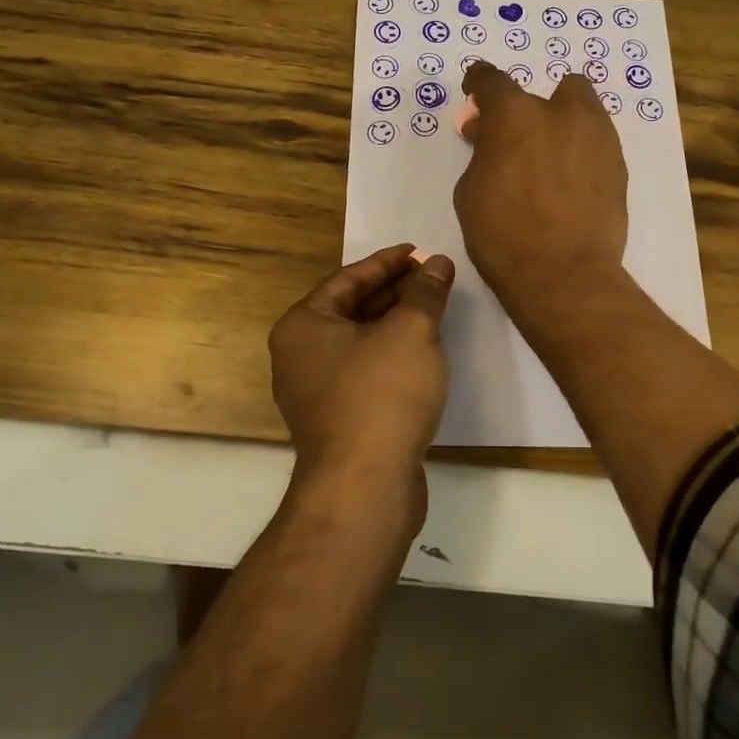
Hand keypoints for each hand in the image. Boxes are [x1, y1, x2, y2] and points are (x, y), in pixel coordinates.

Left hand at [268, 244, 455, 498]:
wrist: (365, 487)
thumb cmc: (382, 394)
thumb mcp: (411, 331)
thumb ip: (425, 292)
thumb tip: (438, 263)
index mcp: (303, 325)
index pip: (347, 279)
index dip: (387, 262)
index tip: (419, 252)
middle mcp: (299, 355)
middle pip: (351, 308)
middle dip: (393, 291)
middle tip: (431, 277)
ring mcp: (315, 392)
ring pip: (359, 342)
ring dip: (394, 322)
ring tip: (433, 308)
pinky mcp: (337, 420)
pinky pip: (364, 371)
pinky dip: (391, 354)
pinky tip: (422, 353)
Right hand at [454, 61, 628, 315]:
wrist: (563, 274)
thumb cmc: (502, 234)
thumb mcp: (471, 190)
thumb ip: (482, 151)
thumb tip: (487, 133)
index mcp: (514, 115)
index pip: (492, 80)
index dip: (479, 83)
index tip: (475, 91)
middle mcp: (560, 113)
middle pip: (546, 91)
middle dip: (529, 110)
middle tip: (517, 138)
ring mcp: (597, 136)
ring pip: (581, 108)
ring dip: (562, 122)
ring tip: (549, 156)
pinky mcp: (618, 163)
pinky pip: (596, 141)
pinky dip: (581, 150)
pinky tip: (570, 180)